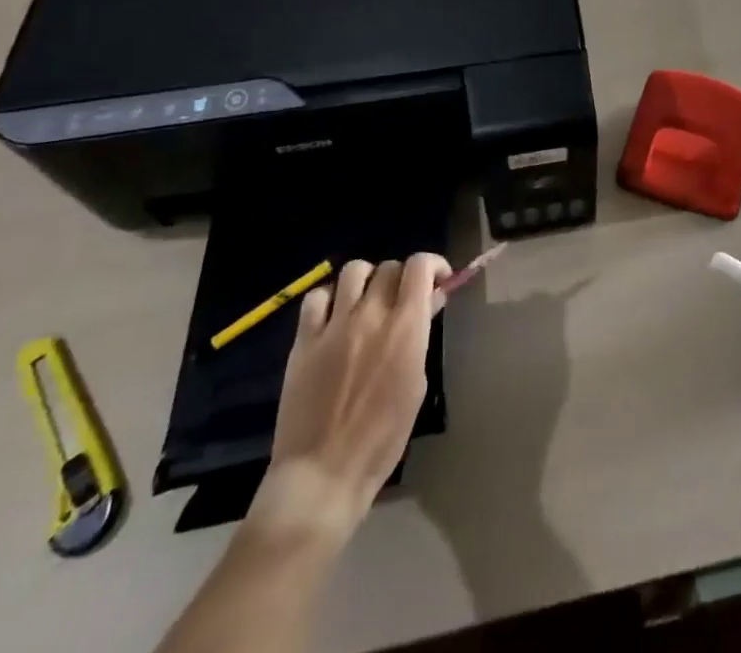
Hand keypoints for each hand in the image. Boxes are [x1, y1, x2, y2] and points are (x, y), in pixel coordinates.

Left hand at [249, 254, 449, 551]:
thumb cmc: (382, 439)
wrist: (323, 475)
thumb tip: (428, 302)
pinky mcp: (304, 341)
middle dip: (402, 278)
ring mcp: (334, 326)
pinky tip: (335, 317)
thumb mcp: (415, 384)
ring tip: (368, 301)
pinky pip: (316, 298)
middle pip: (390, 267)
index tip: (437, 281)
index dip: (432, 264)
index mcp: (405, 328)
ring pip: (354, 270)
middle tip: (403, 301)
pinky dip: (330, 298)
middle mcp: (371, 315)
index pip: (419, 266)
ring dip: (368, 280)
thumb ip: (420, 336)